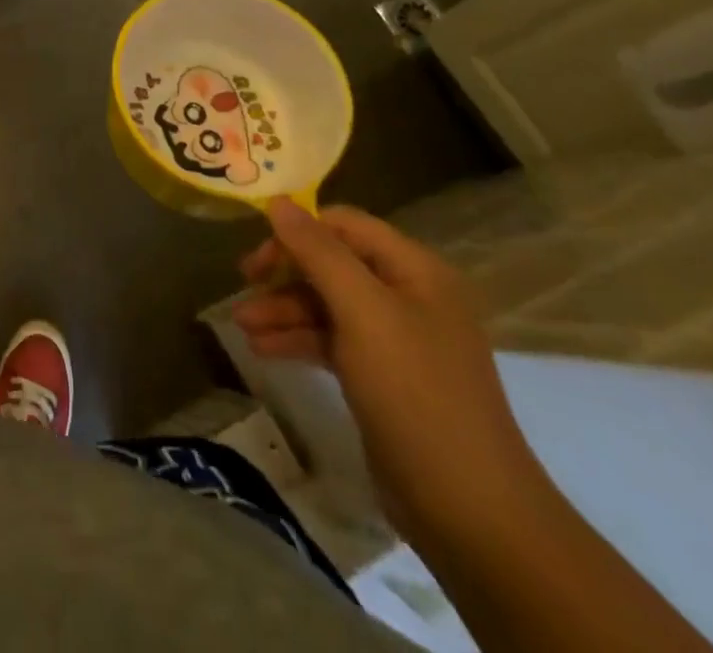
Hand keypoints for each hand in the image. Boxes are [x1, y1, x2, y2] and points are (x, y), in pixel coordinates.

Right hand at [232, 201, 550, 548]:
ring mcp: (396, 340)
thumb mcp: (362, 312)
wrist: (469, 511)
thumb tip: (277, 201)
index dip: (298, 231)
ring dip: (283, 310)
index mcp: (415, 270)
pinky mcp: (383, 378)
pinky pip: (332, 341)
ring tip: (242, 326)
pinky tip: (263, 349)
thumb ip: (318, 252)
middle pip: (333, 264)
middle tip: (243, 285)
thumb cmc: (416, 393)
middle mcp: (408, 296)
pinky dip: (298, 340)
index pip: (344, 225)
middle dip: (285, 275)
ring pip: (327, 305)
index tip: (258, 254)